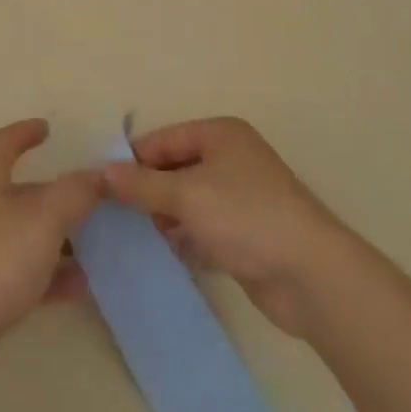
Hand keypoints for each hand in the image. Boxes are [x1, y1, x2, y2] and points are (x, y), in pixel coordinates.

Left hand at [0, 120, 103, 378]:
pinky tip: (81, 287)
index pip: (3, 144)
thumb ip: (74, 193)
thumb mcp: (43, 219)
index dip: (24, 133)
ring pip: (25, 235)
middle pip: (20, 192)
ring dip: (59, 237)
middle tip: (93, 198)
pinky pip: (24, 274)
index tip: (47, 128)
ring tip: (98, 245)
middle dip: (55, 193)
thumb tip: (96, 175)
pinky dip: (52, 275)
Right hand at [102, 117, 344, 337]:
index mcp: (219, 135)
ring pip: (186, 202)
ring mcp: (238, 198)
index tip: (99, 187)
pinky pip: (201, 229)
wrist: (311, 276)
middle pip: (173, 169)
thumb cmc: (245, 217)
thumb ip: (141, 184)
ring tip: (131, 238)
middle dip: (146, 192)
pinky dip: (183, 239)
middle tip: (112, 216)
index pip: (162, 140)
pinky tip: (162, 255)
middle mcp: (229, 159)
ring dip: (163, 218)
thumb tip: (101, 173)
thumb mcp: (186, 195)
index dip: (132, 161)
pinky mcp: (243, 235)